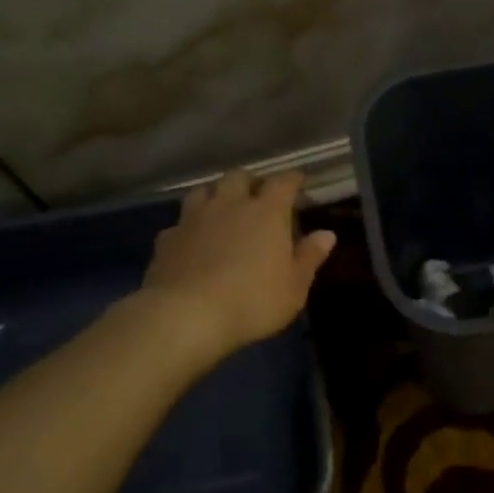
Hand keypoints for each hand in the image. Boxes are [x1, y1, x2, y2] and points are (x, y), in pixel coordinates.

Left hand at [138, 169, 336, 360]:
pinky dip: (189, 227)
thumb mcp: (294, 287)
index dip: (292, 179)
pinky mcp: (166, 239)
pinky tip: (192, 241)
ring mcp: (193, 219)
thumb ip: (310, 257)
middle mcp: (229, 205)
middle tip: (257, 194)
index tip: (299, 181)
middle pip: (238, 177)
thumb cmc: (252, 301)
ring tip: (222, 209)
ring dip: (215, 195)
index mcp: (266, 213)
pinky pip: (180, 223)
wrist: (186, 316)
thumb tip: (327, 234)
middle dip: (250, 181)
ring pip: (203, 191)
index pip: (283, 182)